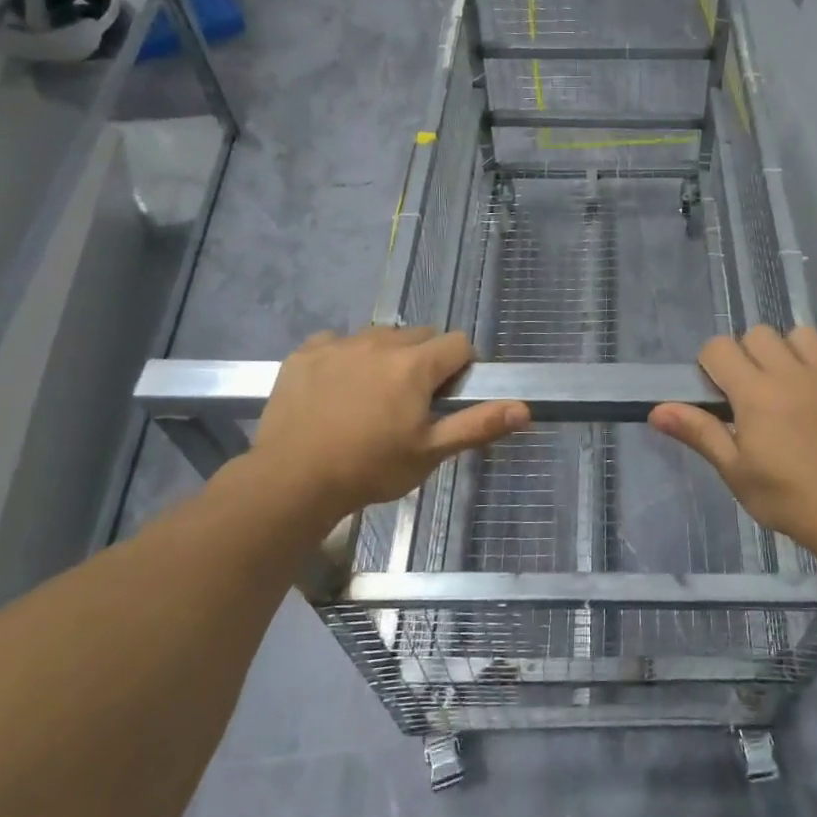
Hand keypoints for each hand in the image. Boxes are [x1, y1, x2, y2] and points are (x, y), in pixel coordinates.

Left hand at [243, 326, 527, 531]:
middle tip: (411, 402)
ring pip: (379, 336)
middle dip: (424, 361)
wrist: (291, 481)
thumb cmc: (370, 468)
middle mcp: (380, 342)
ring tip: (372, 396)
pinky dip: (344, 357)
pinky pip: (336, 341)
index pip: (458, 343)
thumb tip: (524, 408)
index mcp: (415, 364)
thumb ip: (477, 425)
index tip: (448, 396)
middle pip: (419, 335)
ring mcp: (340, 344)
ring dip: (386, 356)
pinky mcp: (305, 353)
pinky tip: (335, 389)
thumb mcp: (430, 453)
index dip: (461, 367)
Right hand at [649, 326, 816, 557]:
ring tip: (794, 383)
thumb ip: (699, 433)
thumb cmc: (789, 500)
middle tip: (753, 392)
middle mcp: (792, 372)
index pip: (719, 348)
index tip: (718, 393)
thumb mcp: (735, 472)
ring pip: (805, 334)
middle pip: (759, 334)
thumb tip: (657, 410)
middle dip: (748, 355)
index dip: (711, 364)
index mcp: (755, 391)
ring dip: (793, 351)